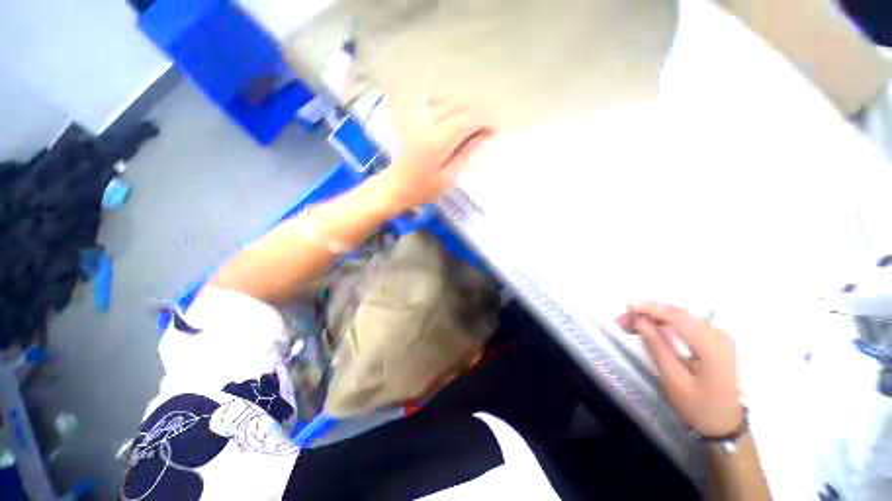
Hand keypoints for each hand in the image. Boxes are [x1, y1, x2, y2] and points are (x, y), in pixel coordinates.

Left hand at [382, 94, 492, 209]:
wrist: (395, 187)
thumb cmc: (422, 189)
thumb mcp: (448, 178)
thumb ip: (465, 154)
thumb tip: (482, 136)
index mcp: (436, 142)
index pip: (466, 120)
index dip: (484, 121)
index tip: (494, 130)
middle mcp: (427, 124)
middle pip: (458, 105)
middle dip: (478, 111)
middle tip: (488, 126)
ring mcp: (417, 119)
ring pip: (447, 100)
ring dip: (466, 106)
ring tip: (476, 121)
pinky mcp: (413, 120)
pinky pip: (436, 103)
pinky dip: (451, 104)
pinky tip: (457, 114)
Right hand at [619, 302, 742, 435]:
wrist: (725, 423)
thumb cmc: (698, 406)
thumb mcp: (673, 379)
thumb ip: (656, 346)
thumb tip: (639, 320)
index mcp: (712, 347)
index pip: (678, 317)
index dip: (650, 308)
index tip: (626, 306)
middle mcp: (719, 335)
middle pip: (678, 314)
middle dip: (648, 313)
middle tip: (623, 320)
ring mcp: (719, 336)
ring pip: (681, 317)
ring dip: (654, 317)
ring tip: (630, 323)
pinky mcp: (715, 339)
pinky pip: (686, 323)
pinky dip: (665, 322)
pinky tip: (649, 326)